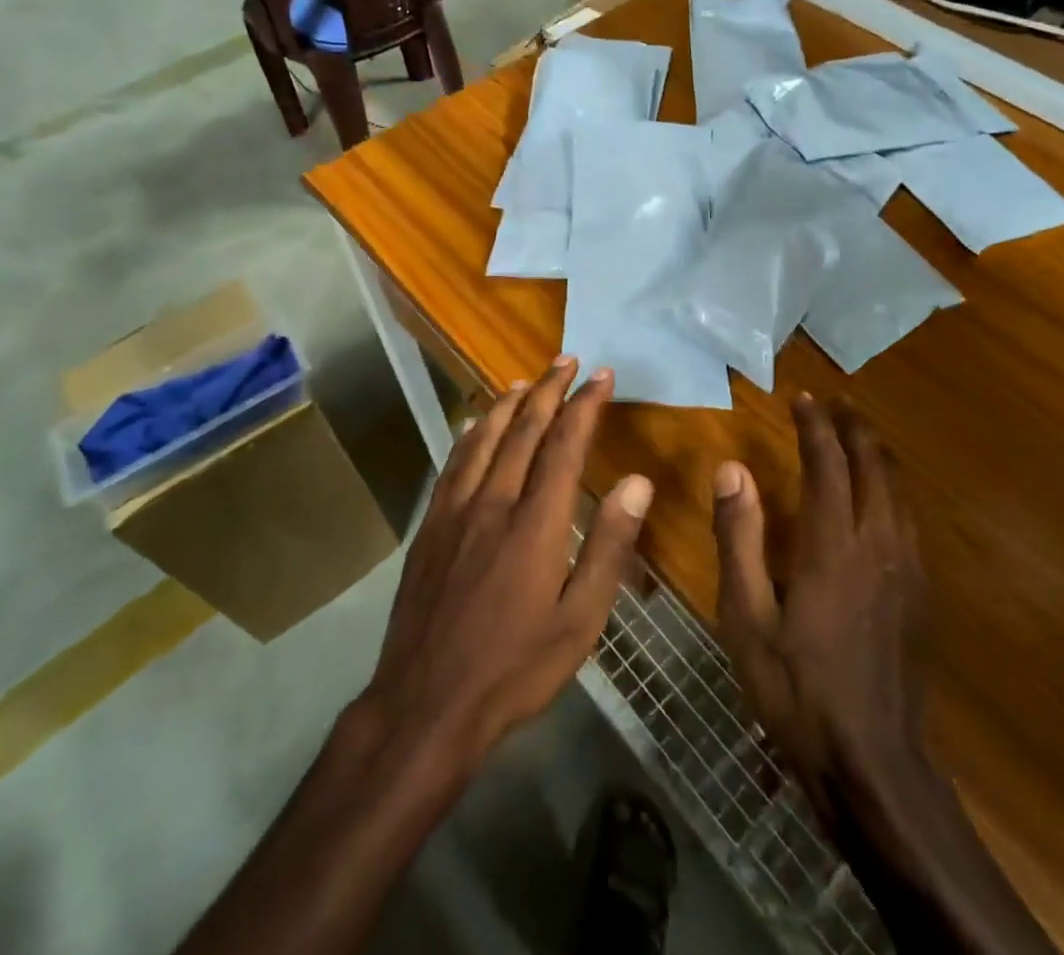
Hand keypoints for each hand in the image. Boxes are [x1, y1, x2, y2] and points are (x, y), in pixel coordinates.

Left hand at [357, 355, 655, 778]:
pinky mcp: (429, 525)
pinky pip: (454, 463)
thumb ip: (609, 546)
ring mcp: (455, 511)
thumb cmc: (515, 668)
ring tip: (526, 381)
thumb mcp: (580, 620)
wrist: (425, 704)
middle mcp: (494, 501)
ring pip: (484, 438)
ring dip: (508, 404)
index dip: (585, 405)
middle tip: (567, 360)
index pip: (565, 445)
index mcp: (536, 522)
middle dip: (549, 390)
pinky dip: (470, 434)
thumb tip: (638, 482)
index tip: (602, 376)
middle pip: (524, 430)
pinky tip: (474, 425)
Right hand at [712, 393, 929, 833]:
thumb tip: (730, 468)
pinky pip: (911, 518)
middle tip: (834, 404)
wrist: (873, 763)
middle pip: (874, 466)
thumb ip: (739, 537)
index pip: (827, 464)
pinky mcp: (922, 593)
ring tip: (859, 434)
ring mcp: (907, 569)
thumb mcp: (747, 616)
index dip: (815, 426)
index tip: (801, 398)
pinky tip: (884, 494)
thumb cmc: (797, 688)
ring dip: (878, 454)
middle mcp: (878, 544)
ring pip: (899, 490)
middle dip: (854, 429)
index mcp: (833, 545)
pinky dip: (894, 487)